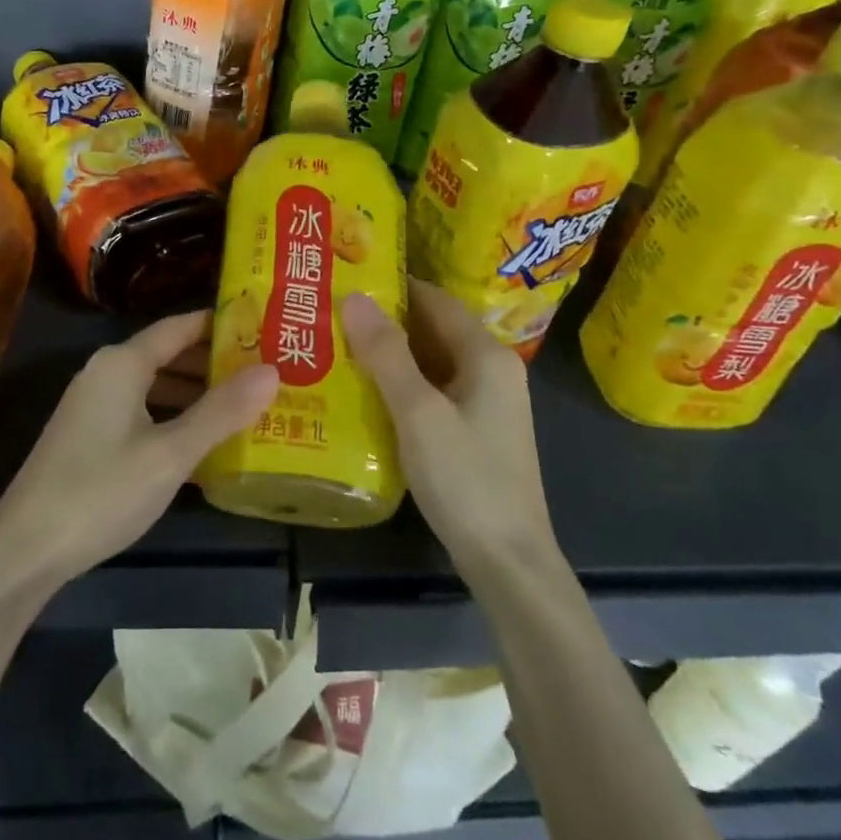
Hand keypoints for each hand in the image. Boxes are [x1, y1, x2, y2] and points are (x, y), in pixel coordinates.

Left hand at [0, 312, 278, 590]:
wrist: (25, 549)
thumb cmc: (102, 491)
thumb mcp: (170, 453)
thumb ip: (221, 411)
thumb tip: (272, 371)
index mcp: (123, 363)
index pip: (180, 326)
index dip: (221, 325)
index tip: (264, 329)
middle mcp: (106, 372)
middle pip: (169, 353)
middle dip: (215, 362)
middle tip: (266, 371)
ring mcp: (94, 404)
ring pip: (155, 385)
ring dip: (196, 392)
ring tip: (245, 404)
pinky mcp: (88, 435)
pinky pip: (142, 410)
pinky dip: (173, 416)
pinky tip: (202, 441)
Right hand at [342, 280, 560, 572]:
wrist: (509, 562)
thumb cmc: (465, 479)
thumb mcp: (419, 413)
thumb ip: (387, 353)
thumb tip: (355, 297)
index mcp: (486, 355)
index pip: (435, 299)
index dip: (393, 286)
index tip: (346, 277)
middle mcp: (492, 369)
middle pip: (434, 328)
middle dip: (386, 319)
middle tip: (331, 310)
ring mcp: (485, 402)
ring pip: (431, 360)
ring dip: (390, 352)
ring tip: (337, 342)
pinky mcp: (474, 429)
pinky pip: (433, 388)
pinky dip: (402, 381)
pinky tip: (365, 388)